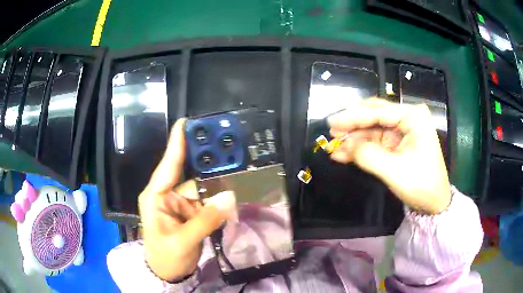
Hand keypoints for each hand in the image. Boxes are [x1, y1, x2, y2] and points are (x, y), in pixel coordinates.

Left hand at [139, 119, 235, 280]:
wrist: (169, 273)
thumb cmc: (165, 257)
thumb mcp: (182, 241)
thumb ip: (205, 221)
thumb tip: (229, 198)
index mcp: (156, 196)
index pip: (167, 165)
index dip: (177, 144)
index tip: (186, 122)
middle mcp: (168, 195)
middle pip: (192, 176)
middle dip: (210, 165)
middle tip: (229, 148)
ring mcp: (181, 205)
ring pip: (204, 190)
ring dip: (220, 186)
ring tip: (239, 174)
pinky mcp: (192, 213)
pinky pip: (208, 202)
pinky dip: (220, 201)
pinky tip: (234, 194)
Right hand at [327, 99, 450, 213]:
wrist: (434, 203)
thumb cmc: (421, 185)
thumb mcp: (394, 171)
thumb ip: (368, 155)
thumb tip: (345, 145)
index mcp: (413, 117)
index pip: (378, 111)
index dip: (352, 117)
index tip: (331, 122)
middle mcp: (408, 118)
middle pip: (374, 114)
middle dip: (353, 124)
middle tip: (332, 131)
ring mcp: (403, 130)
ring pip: (372, 128)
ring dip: (354, 138)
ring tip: (335, 147)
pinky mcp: (398, 142)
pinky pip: (376, 140)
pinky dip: (361, 147)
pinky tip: (345, 154)